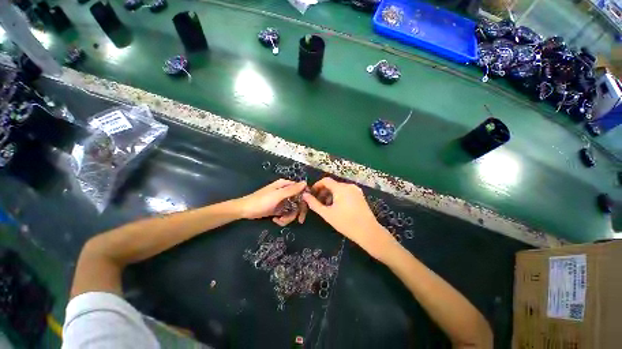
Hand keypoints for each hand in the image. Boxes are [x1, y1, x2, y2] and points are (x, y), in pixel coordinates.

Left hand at [238, 179, 307, 225]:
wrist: (245, 211)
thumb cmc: (261, 201)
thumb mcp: (277, 195)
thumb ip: (292, 190)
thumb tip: (305, 183)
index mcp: (285, 185)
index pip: (301, 190)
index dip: (305, 199)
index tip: (306, 208)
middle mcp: (285, 192)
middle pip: (299, 201)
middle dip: (298, 211)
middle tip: (299, 220)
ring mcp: (282, 201)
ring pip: (293, 209)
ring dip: (289, 217)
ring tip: (280, 220)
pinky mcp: (279, 208)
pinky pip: (287, 214)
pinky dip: (283, 219)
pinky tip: (276, 220)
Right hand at [302, 177, 394, 258]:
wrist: (368, 232)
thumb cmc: (346, 223)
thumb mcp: (327, 214)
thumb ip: (314, 204)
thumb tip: (305, 195)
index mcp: (341, 188)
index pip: (325, 180)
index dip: (317, 185)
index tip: (311, 194)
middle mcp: (349, 186)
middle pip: (332, 184)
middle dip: (323, 191)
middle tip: (318, 202)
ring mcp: (356, 190)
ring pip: (339, 188)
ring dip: (331, 194)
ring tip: (327, 206)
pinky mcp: (360, 195)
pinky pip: (346, 192)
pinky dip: (339, 196)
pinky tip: (337, 207)